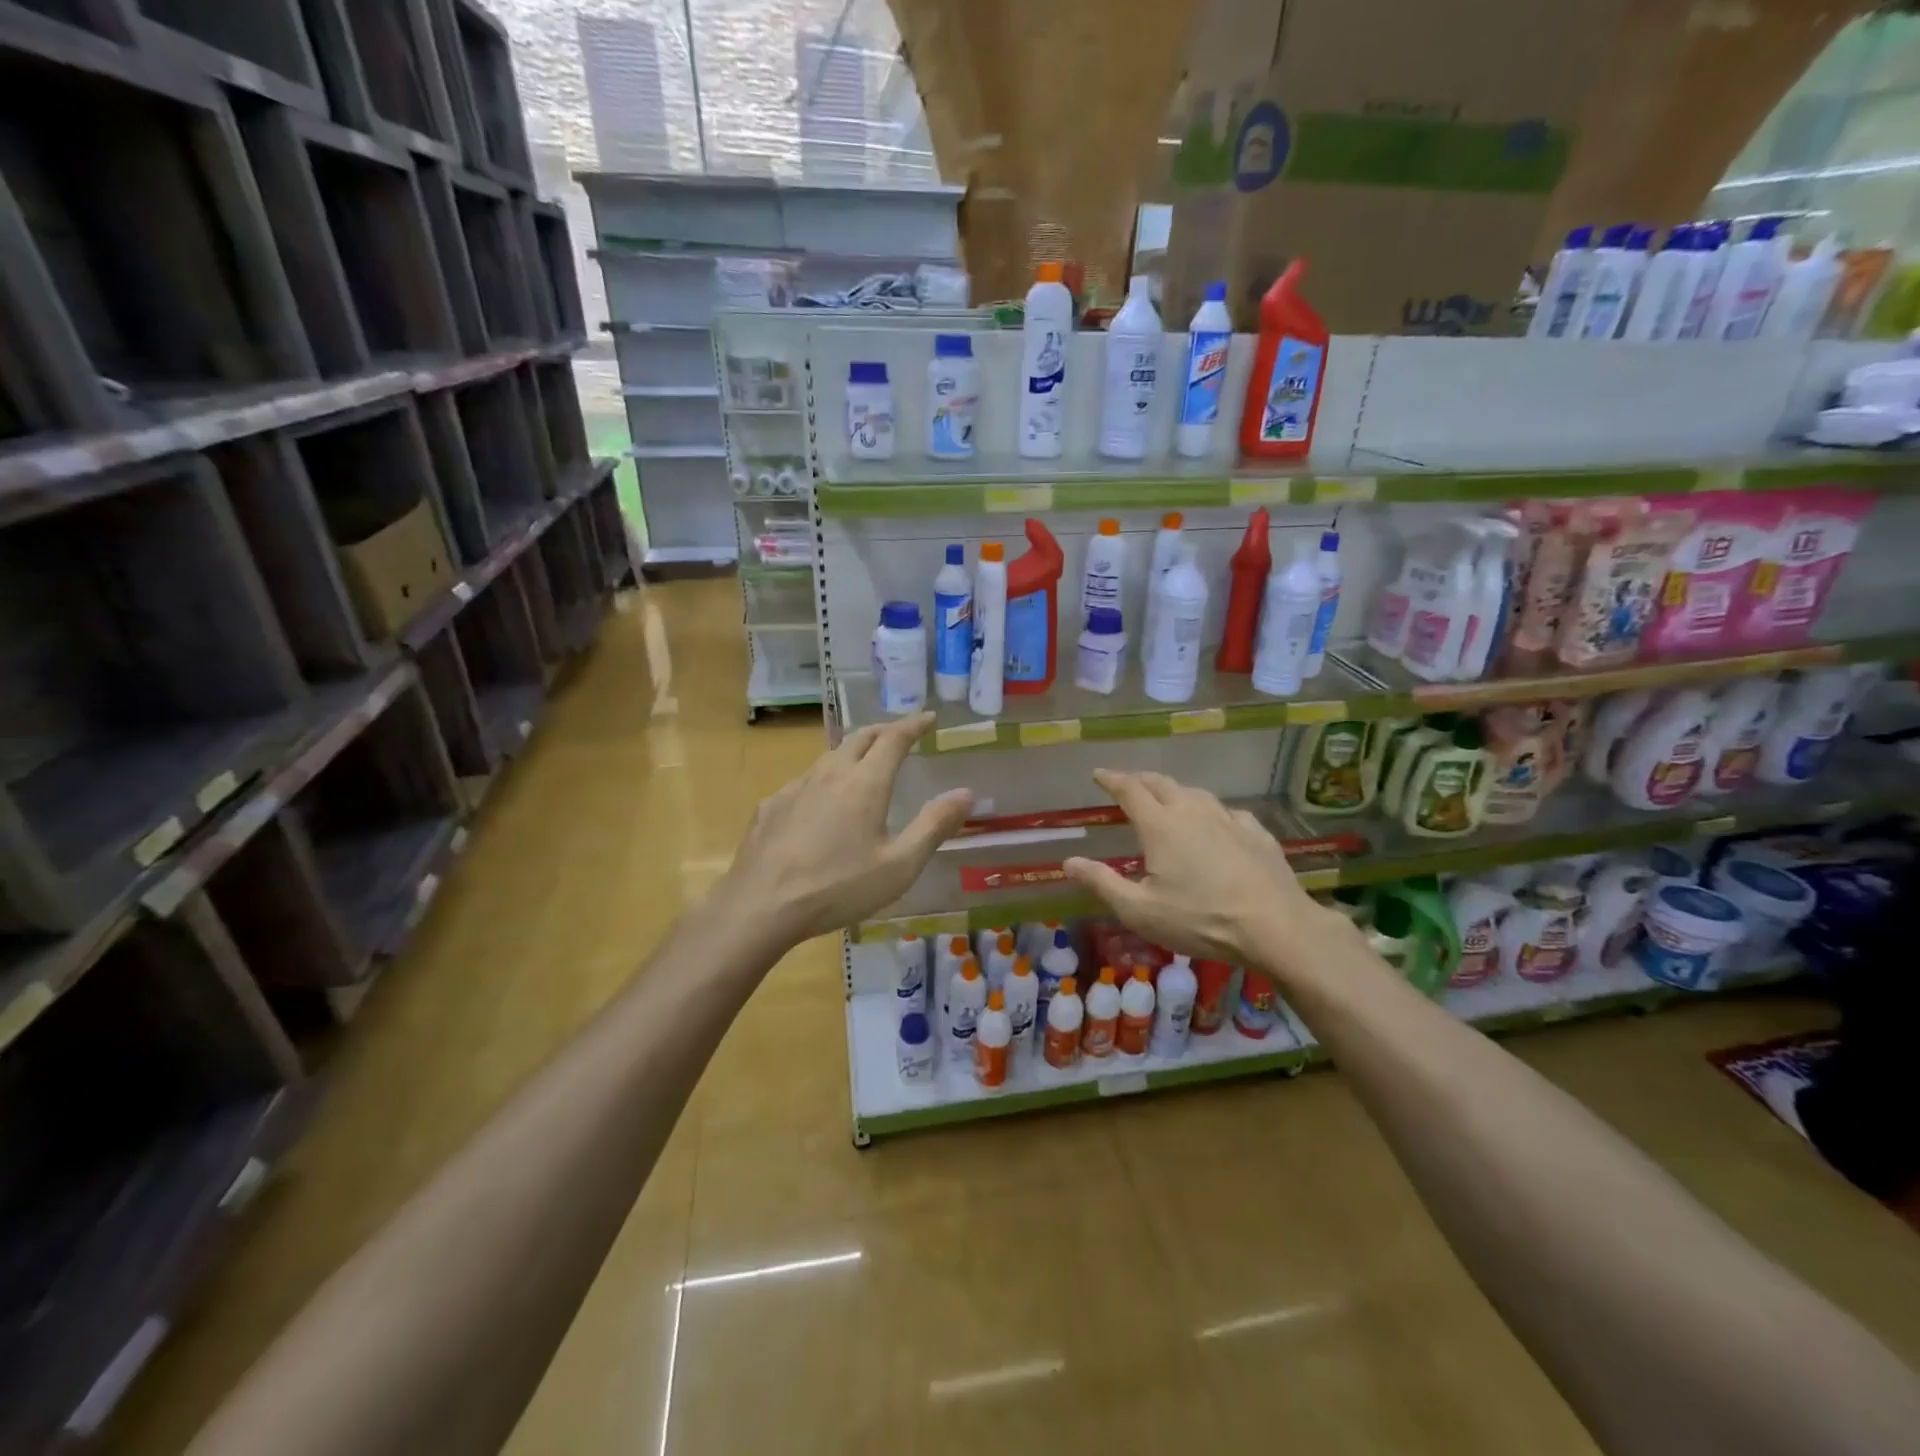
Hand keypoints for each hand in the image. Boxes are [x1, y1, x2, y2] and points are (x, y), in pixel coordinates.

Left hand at [719, 713, 972, 944]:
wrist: (761, 906)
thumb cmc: (838, 887)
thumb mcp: (899, 865)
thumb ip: (934, 826)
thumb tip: (966, 793)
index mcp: (865, 784)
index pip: (893, 739)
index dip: (913, 724)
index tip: (928, 718)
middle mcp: (830, 774)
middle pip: (859, 738)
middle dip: (883, 731)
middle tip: (899, 736)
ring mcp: (795, 788)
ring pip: (829, 757)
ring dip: (852, 753)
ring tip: (863, 765)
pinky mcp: (771, 806)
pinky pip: (804, 782)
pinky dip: (823, 780)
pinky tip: (820, 804)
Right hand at [1063, 770, 1343, 968]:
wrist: (1275, 926)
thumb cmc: (1200, 920)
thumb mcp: (1140, 910)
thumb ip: (1101, 882)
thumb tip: (1068, 861)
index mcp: (1160, 825)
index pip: (1129, 790)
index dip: (1111, 779)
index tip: (1098, 774)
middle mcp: (1193, 811)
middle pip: (1162, 783)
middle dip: (1140, 779)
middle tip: (1127, 782)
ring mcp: (1229, 819)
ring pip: (1196, 793)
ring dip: (1176, 792)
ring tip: (1168, 799)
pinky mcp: (1257, 833)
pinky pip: (1227, 812)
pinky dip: (1211, 812)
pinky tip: (1217, 824)